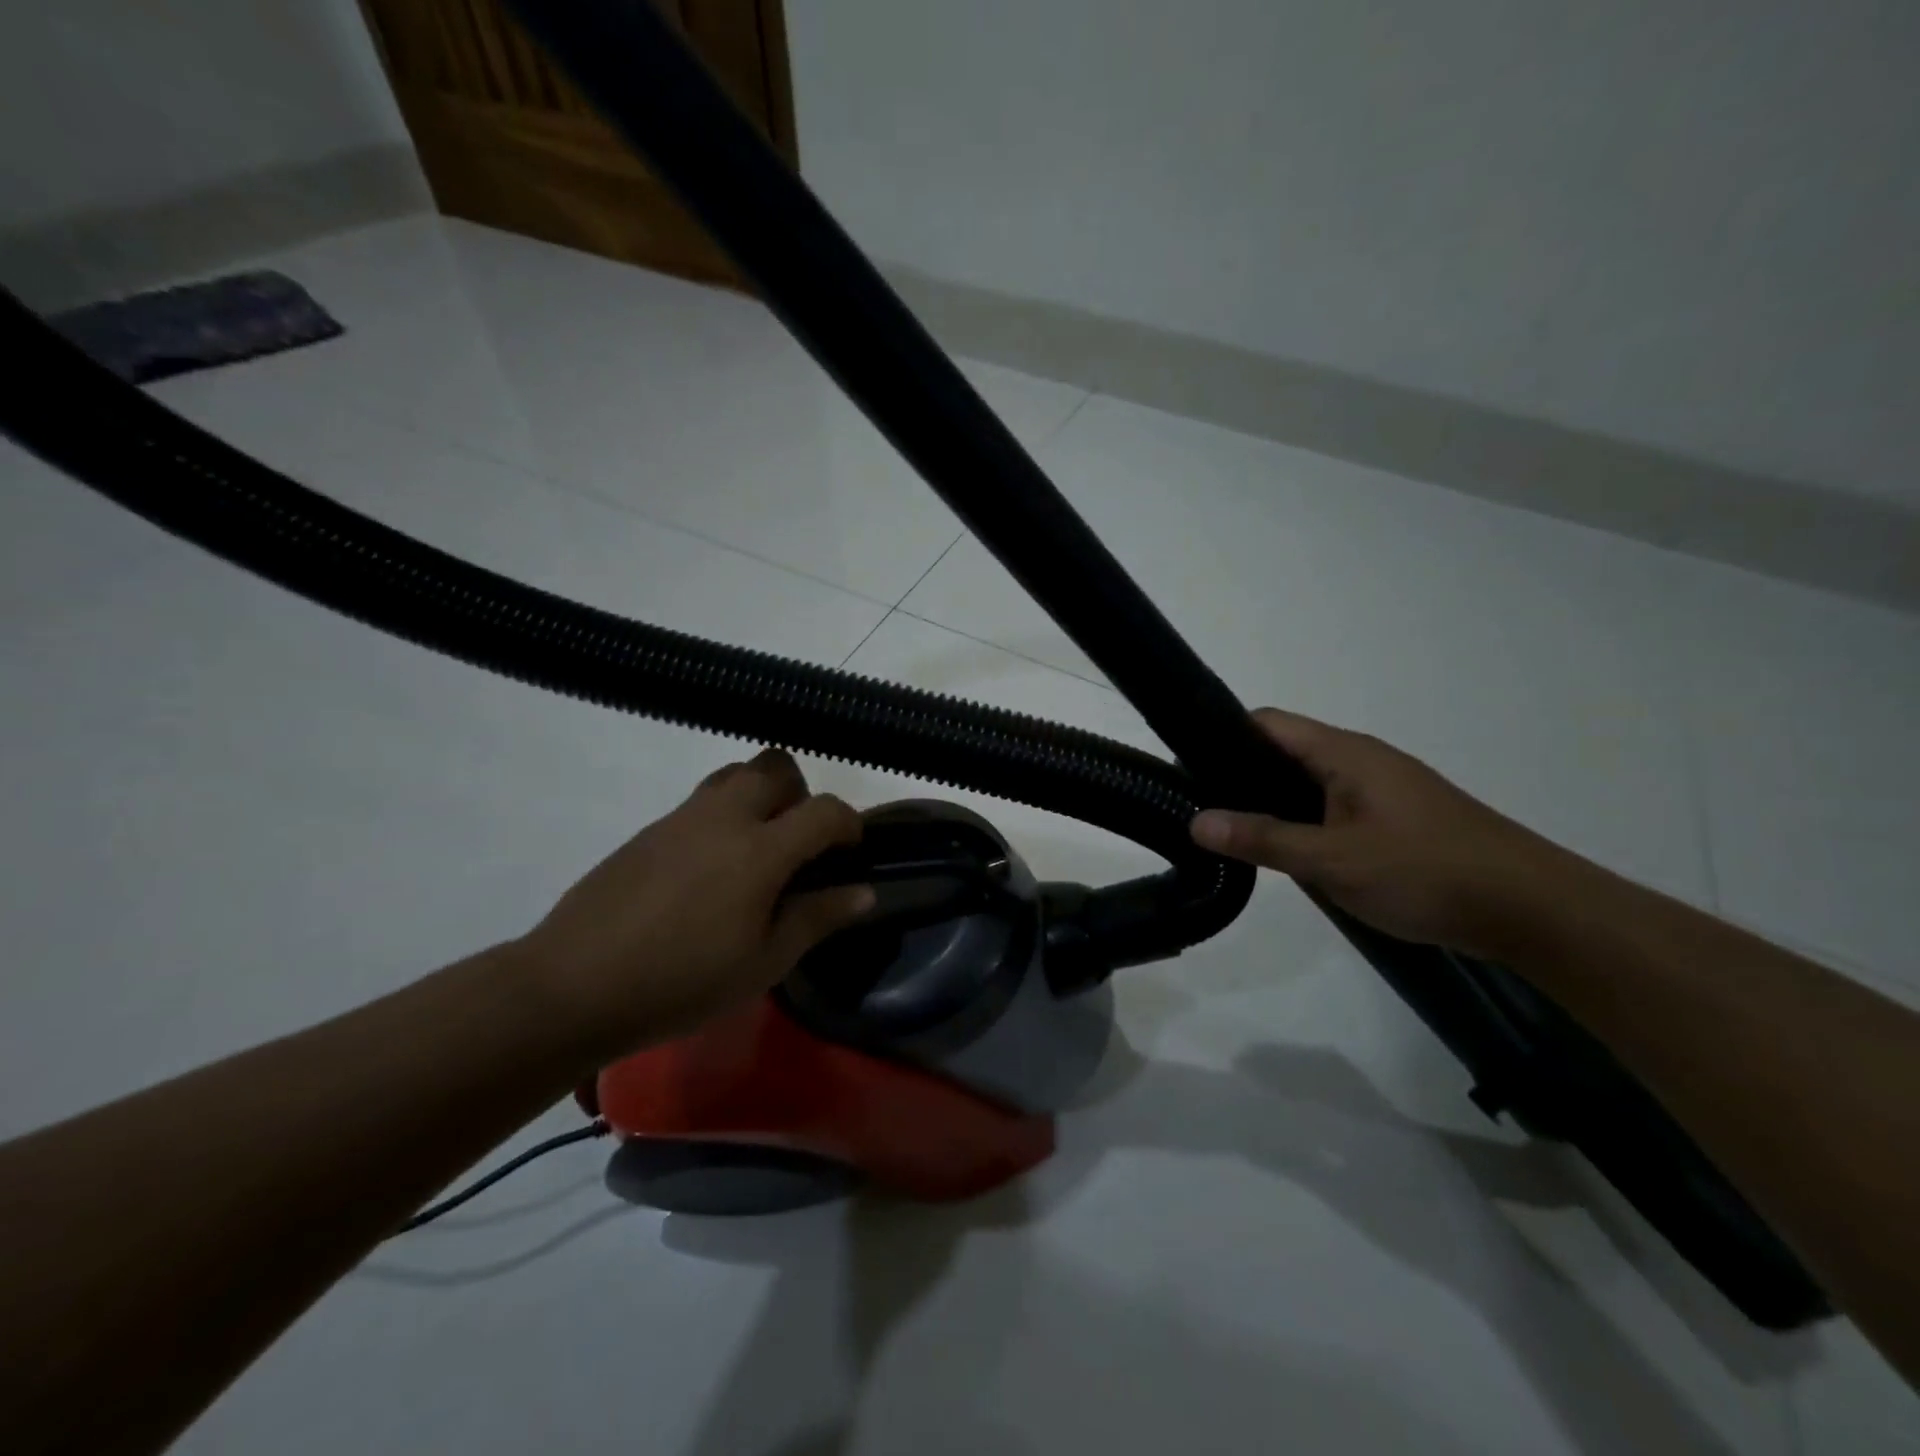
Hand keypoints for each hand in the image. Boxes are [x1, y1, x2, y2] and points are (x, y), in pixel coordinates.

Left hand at [519, 749, 872, 1053]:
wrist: (573, 985)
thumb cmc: (682, 981)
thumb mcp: (763, 962)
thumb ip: (818, 917)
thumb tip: (864, 892)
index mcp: (760, 849)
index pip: (825, 810)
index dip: (849, 824)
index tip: (850, 852)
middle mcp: (724, 816)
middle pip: (777, 767)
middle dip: (801, 795)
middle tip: (798, 845)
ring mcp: (681, 817)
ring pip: (735, 773)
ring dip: (759, 796)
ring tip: (755, 852)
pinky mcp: (648, 829)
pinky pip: (701, 800)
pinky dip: (722, 816)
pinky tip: (708, 873)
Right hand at [1191, 710, 1563, 955]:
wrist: (1532, 910)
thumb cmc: (1427, 872)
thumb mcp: (1333, 860)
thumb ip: (1263, 839)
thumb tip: (1195, 821)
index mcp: (1344, 754)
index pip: (1267, 723)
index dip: (1221, 736)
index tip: (1184, 768)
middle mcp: (1360, 761)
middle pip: (1284, 751)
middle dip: (1239, 775)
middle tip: (1197, 808)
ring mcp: (1381, 790)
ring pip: (1307, 783)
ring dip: (1271, 803)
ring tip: (1230, 832)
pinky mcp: (1395, 820)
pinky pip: (1331, 808)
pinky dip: (1301, 822)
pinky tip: (1287, 853)